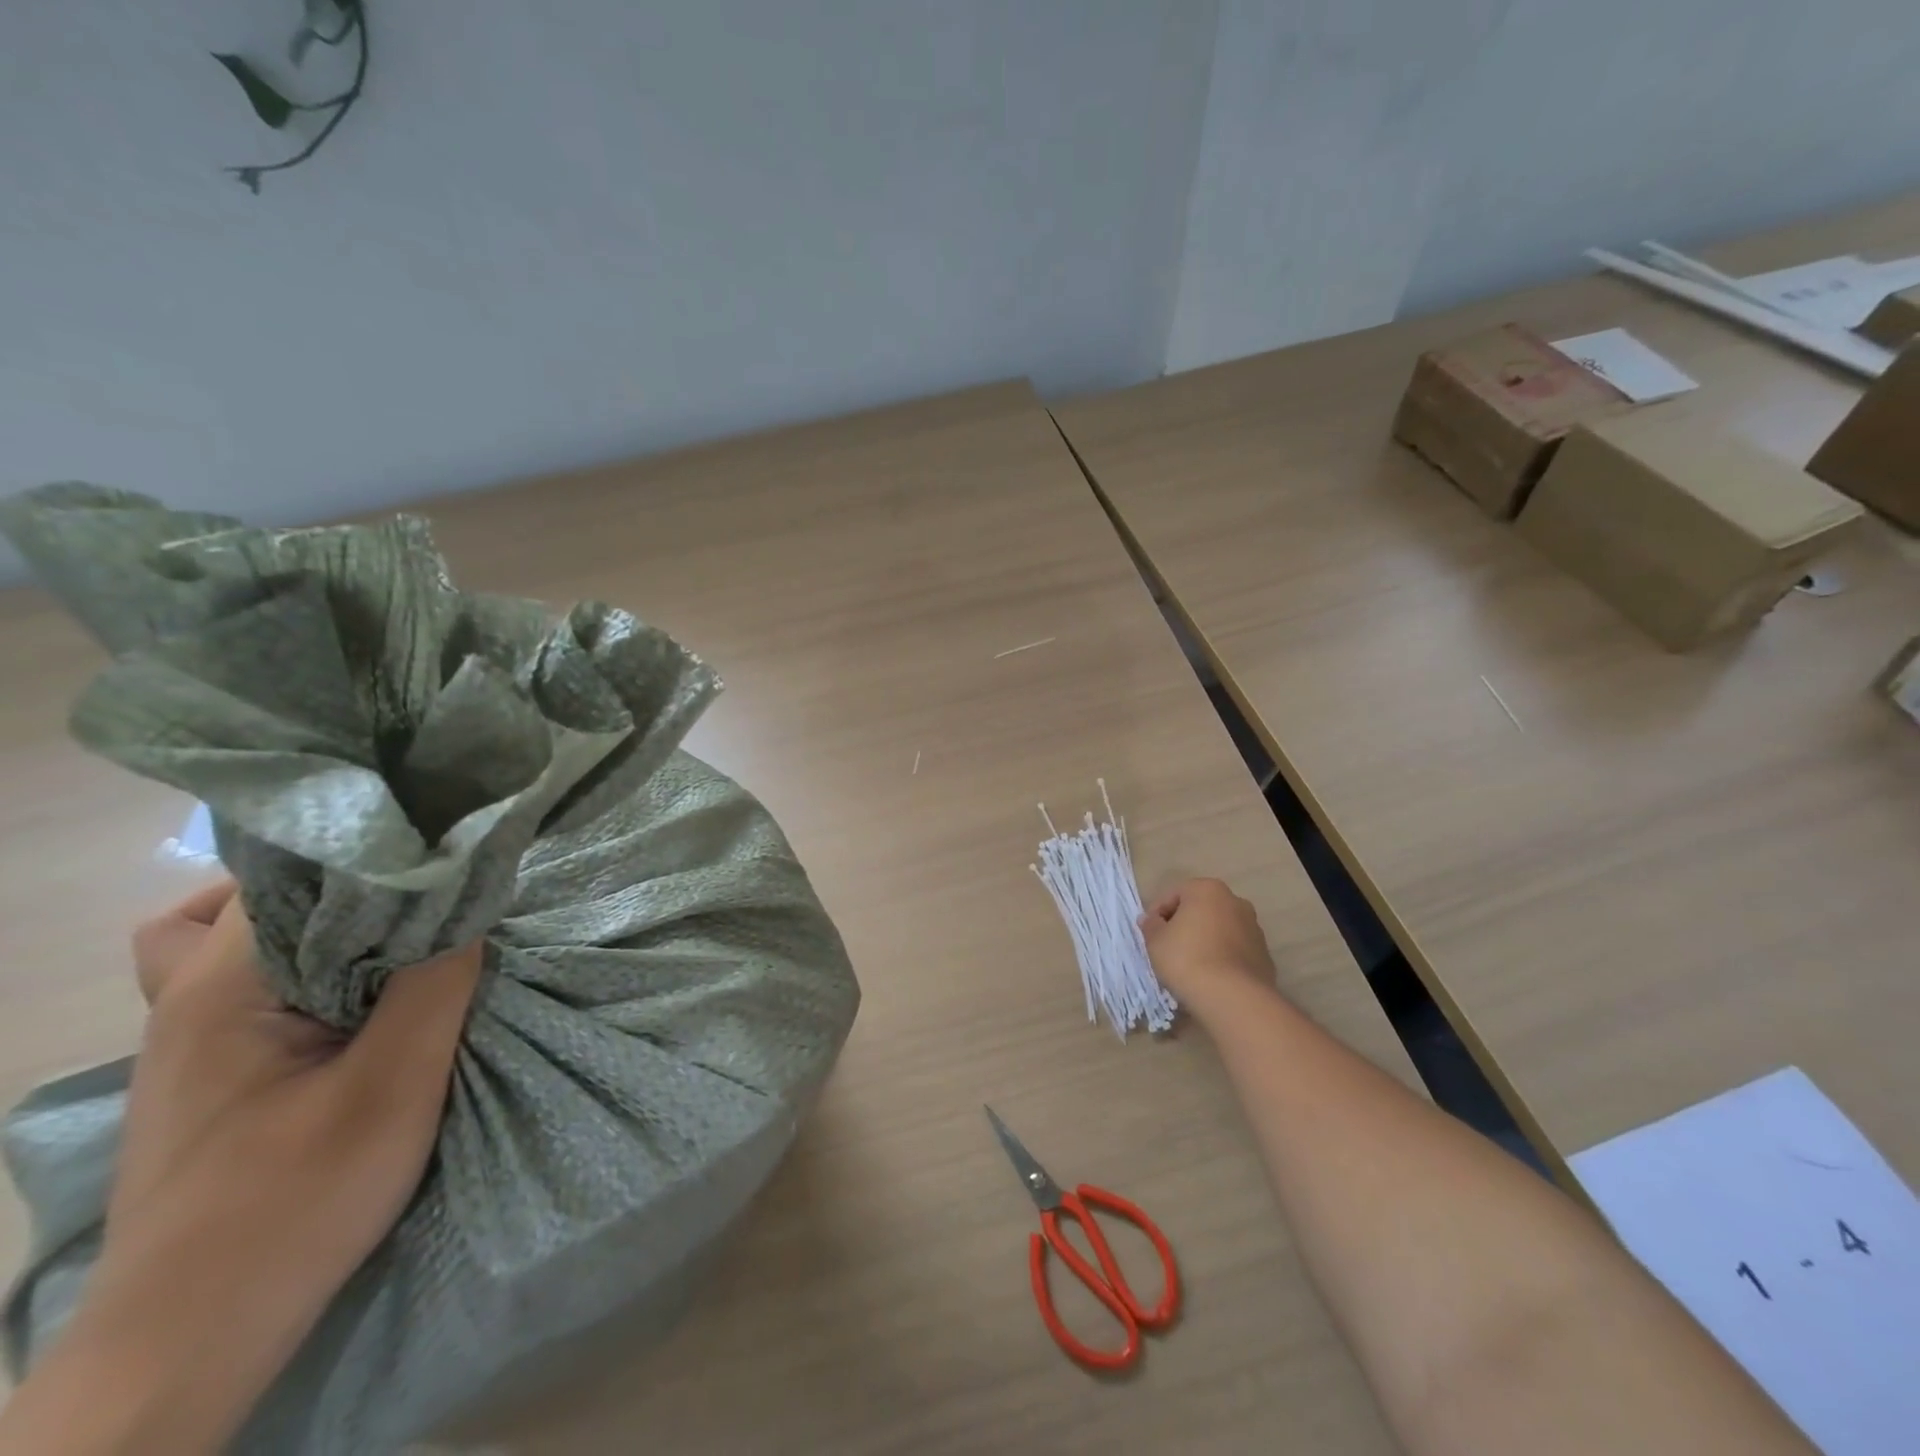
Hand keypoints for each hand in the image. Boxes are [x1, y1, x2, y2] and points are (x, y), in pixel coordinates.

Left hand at [0, 882, 484, 1454]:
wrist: (189, 1344)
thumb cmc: (293, 1203)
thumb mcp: (394, 1086)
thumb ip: (436, 982)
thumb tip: (470, 899)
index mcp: (216, 989)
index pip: (291, 875)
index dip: (373, 856)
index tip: (444, 855)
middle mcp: (186, 1000)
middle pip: (256, 896)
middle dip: (346, 884)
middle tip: (423, 895)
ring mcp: (190, 1042)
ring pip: (244, 942)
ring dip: (321, 929)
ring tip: (392, 939)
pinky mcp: (212, 1075)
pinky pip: (256, 988)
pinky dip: (308, 971)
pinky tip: (358, 1003)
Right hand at [1138, 878, 1277, 1021]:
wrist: (1233, 998)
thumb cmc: (1187, 959)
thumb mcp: (1155, 941)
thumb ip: (1151, 925)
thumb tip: (1151, 920)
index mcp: (1207, 890)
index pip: (1173, 895)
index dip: (1157, 913)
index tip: (1149, 934)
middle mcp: (1235, 901)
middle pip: (1200, 909)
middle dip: (1184, 924)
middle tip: (1168, 947)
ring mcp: (1254, 928)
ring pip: (1219, 929)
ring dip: (1204, 940)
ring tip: (1190, 965)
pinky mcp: (1264, 955)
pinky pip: (1234, 950)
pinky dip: (1222, 957)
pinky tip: (1210, 977)